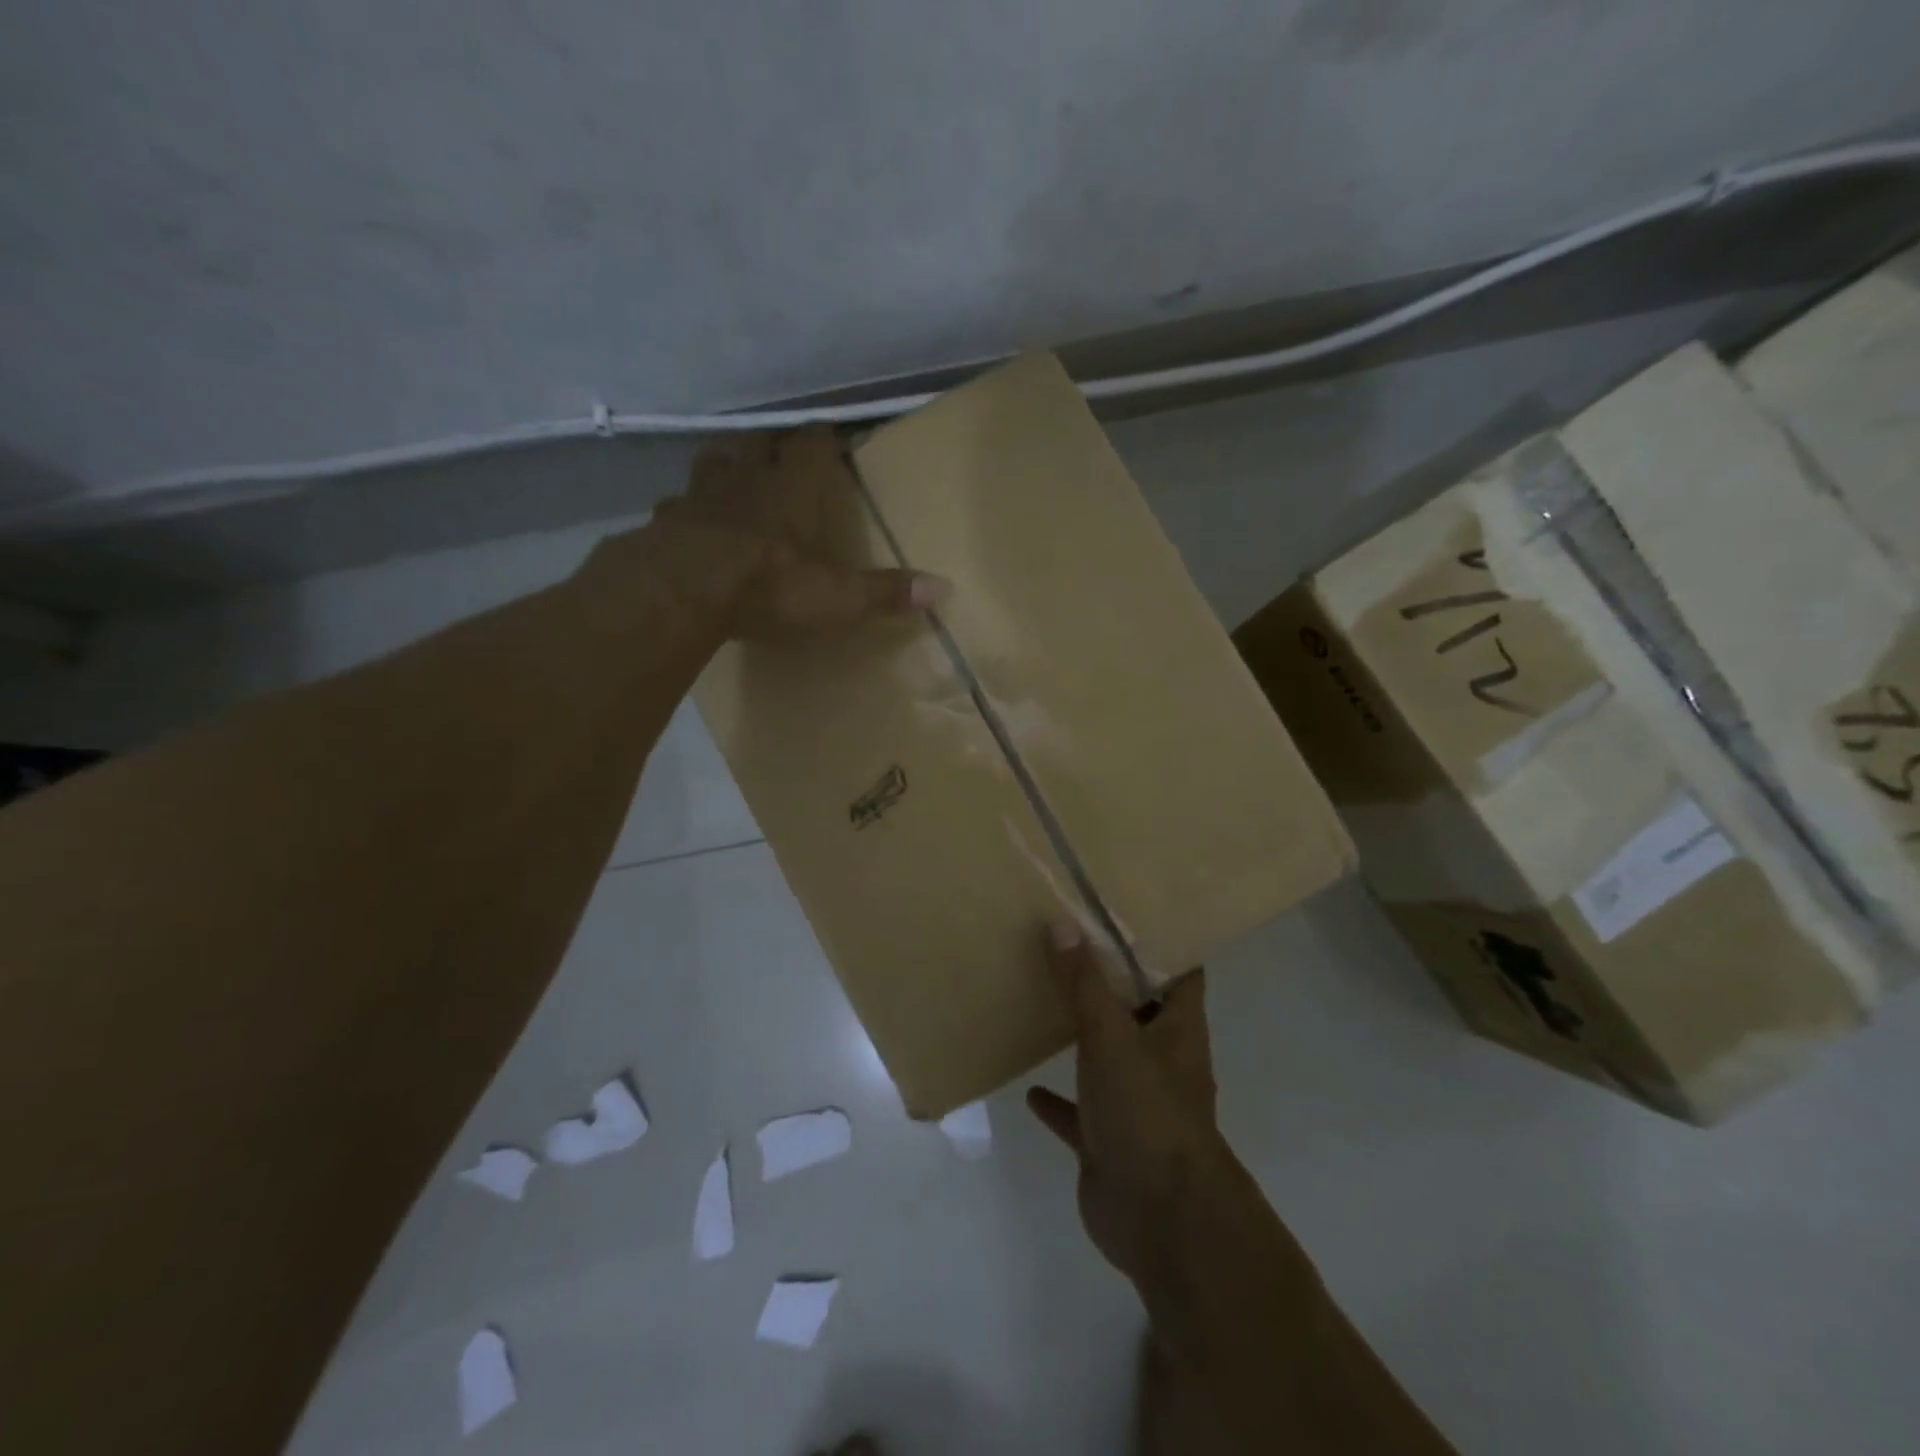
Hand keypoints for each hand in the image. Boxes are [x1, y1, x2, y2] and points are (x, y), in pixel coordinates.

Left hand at [646, 428, 945, 639]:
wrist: (681, 592)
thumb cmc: (767, 586)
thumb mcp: (836, 597)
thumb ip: (885, 592)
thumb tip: (943, 589)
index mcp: (790, 488)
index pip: (811, 444)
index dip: (822, 438)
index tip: (831, 435)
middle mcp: (745, 479)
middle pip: (757, 443)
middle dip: (771, 445)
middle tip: (780, 453)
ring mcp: (698, 496)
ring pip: (713, 463)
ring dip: (726, 466)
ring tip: (733, 478)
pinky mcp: (664, 521)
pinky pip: (676, 505)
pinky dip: (686, 511)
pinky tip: (688, 526)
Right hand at [1027, 923, 1219, 1285]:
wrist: (1160, 1220)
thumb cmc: (1147, 1112)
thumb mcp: (1111, 1037)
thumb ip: (1085, 984)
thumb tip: (1063, 924)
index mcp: (1178, 1030)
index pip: (1181, 971)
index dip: (1162, 941)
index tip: (1124, 911)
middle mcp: (1162, 1061)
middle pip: (1139, 1010)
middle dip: (1110, 982)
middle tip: (1068, 944)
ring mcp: (1135, 1103)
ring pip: (1107, 1058)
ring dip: (1083, 1036)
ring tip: (1045, 1001)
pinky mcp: (1108, 1140)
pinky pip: (1079, 1113)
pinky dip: (1058, 1100)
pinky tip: (1028, 1087)